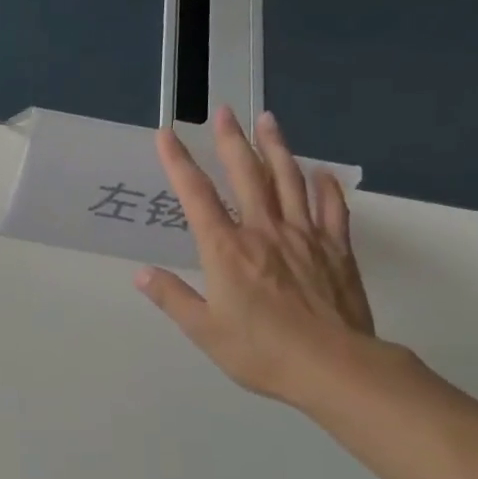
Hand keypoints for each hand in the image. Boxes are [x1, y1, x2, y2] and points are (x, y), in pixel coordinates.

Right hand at [137, 106, 378, 407]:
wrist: (335, 368)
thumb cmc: (262, 352)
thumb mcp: (205, 331)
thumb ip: (173, 298)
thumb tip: (142, 274)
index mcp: (226, 250)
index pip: (196, 196)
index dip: (179, 162)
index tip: (167, 134)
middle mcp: (263, 232)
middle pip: (246, 175)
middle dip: (232, 141)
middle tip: (226, 111)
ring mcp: (304, 237)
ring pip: (289, 181)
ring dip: (277, 148)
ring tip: (268, 120)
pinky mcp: (336, 250)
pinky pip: (331, 210)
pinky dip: (326, 188)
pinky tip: (321, 173)